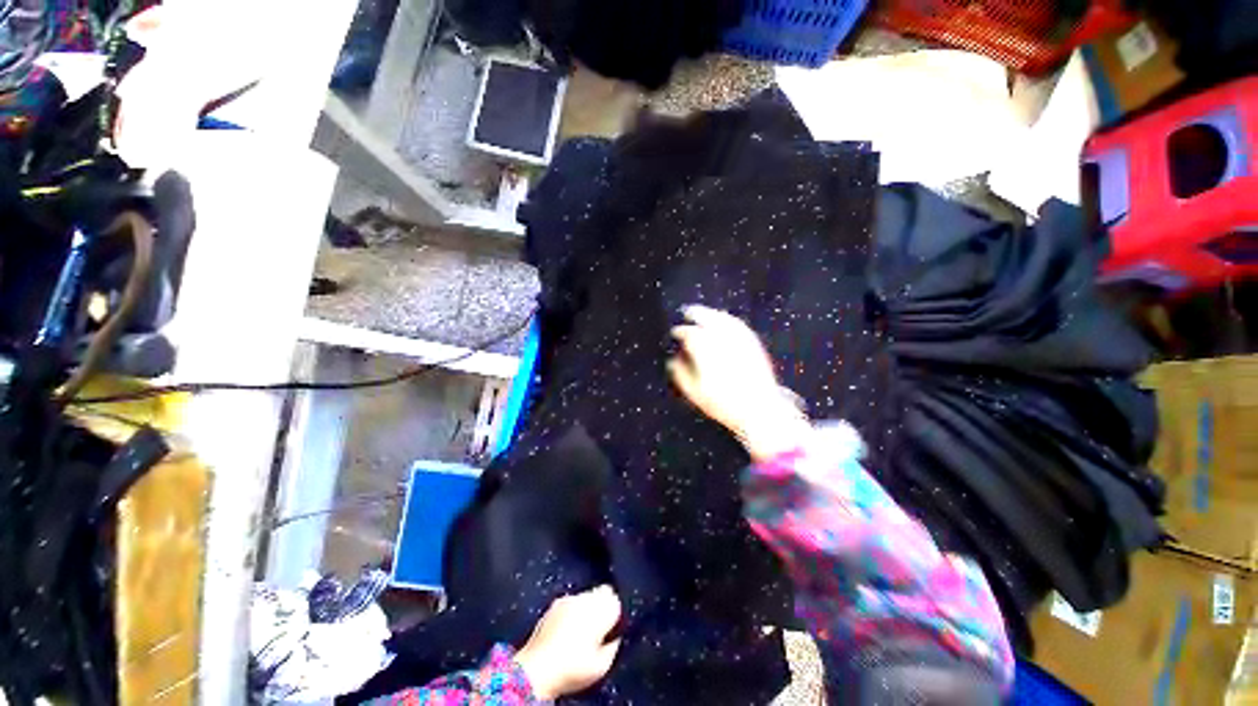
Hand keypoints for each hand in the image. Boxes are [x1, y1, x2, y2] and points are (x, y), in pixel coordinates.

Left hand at [514, 585, 622, 699]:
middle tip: (598, 627)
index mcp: (600, 611)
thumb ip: (613, 647)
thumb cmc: (572, 670)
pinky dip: (573, 609)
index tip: (611, 628)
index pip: (616, 600)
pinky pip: (571, 600)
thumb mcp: (601, 666)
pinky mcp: (555, 603)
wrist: (537, 669)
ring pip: (587, 595)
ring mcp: (569, 599)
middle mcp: (586, 599)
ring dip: (587, 606)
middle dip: (602, 605)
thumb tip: (614, 638)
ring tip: (581, 628)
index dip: (615, 614)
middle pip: (602, 592)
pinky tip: (567, 627)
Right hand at [668, 305, 809, 460]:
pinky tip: (725, 321)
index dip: (679, 332)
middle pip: (706, 318)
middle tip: (686, 312)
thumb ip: (680, 373)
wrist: (760, 409)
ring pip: (722, 318)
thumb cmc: (723, 403)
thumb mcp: (694, 392)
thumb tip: (674, 359)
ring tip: (702, 313)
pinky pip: (737, 324)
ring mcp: (739, 339)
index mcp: (705, 350)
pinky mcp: (752, 342)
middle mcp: (722, 339)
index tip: (674, 333)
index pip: (688, 334)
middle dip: (695, 313)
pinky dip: (727, 319)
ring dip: (711, 313)